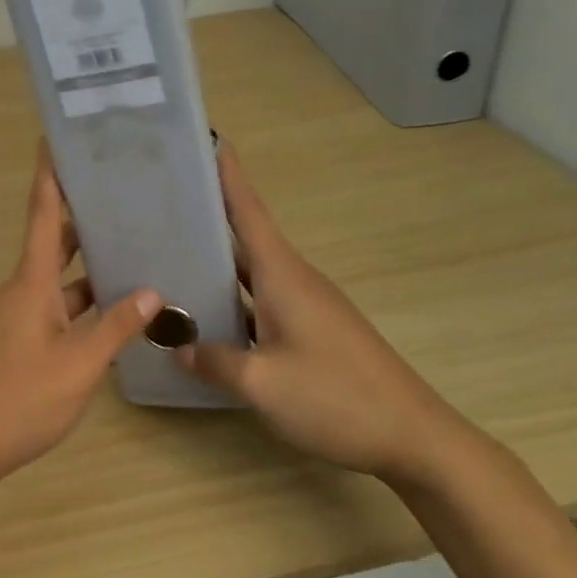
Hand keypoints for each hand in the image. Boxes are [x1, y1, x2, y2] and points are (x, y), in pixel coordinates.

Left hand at [0, 147, 160, 491]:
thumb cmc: (19, 398)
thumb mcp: (78, 365)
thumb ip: (115, 327)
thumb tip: (152, 291)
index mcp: (31, 282)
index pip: (41, 214)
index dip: (49, 175)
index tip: (54, 139)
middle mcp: (23, 289)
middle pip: (53, 240)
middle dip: (81, 214)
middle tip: (120, 191)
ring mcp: (20, 315)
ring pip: (59, 277)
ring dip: (89, 262)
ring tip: (132, 245)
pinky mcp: (21, 339)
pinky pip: (58, 304)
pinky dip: (84, 299)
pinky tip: (115, 308)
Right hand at [176, 143, 471, 485]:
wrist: (415, 439)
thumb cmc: (338, 398)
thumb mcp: (263, 384)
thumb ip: (214, 361)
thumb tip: (177, 346)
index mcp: (283, 275)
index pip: (249, 211)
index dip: (228, 174)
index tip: (209, 138)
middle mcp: (294, 280)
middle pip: (245, 236)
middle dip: (208, 214)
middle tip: (161, 201)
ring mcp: (306, 306)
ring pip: (251, 272)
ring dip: (217, 260)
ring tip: (172, 252)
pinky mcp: (313, 330)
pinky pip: (262, 299)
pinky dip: (233, 296)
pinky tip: (208, 313)